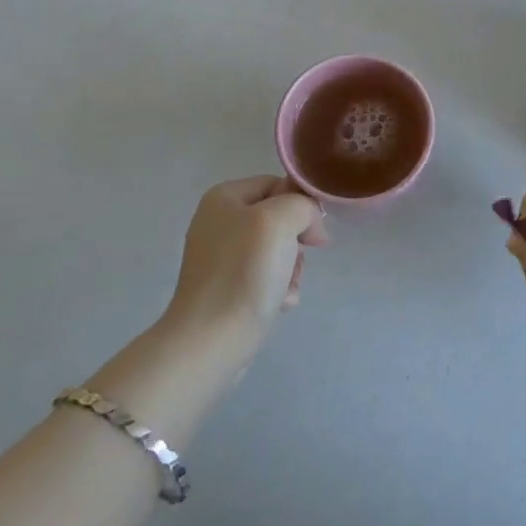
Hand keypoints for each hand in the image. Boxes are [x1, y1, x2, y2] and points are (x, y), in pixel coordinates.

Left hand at [163, 177, 328, 355]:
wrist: (210, 342)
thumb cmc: (244, 272)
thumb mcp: (280, 220)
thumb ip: (302, 205)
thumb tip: (310, 225)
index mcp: (223, 197)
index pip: (276, 183)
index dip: (301, 203)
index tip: (315, 232)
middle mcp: (218, 222)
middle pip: (278, 218)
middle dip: (296, 241)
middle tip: (296, 261)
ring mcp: (219, 258)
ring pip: (276, 250)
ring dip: (291, 269)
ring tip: (284, 288)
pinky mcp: (225, 290)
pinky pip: (264, 278)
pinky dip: (277, 289)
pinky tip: (276, 304)